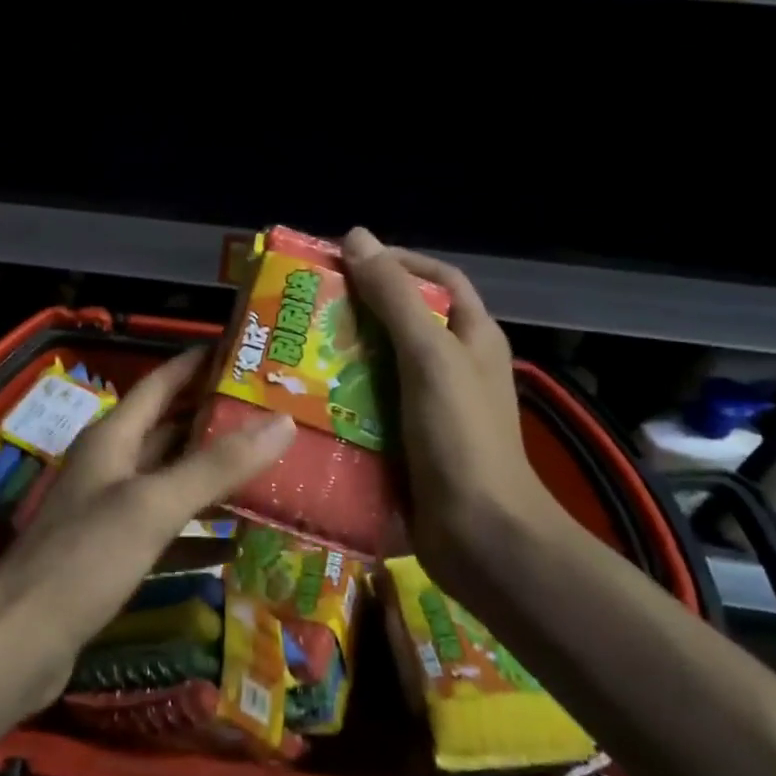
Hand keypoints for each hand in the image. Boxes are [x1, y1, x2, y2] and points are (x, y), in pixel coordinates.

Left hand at [0, 347, 296, 707]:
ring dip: (214, 477)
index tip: (244, 351)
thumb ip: (216, 465)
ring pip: (172, 482)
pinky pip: (168, 532)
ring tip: (271, 471)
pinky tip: (240, 543)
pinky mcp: (115, 555)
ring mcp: (111, 512)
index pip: (160, 383)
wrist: (20, 642)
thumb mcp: (153, 505)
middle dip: (217, 421)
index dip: (197, 364)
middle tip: (275, 415)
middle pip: (170, 431)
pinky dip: (201, 534)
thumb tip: (282, 423)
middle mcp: (111, 466)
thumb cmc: (85, 558)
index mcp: (113, 438)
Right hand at [340, 227, 561, 587]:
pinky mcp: (407, 441)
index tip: (347, 259)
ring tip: (294, 348)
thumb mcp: (430, 356)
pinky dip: (340, 397)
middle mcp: (452, 366)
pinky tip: (304, 397)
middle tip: (306, 305)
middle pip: (402, 320)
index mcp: (472, 337)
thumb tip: (357, 237)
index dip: (398, 261)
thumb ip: (394, 298)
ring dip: (342, 355)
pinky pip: (369, 406)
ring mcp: (430, 406)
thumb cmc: (462, 436)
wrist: (481, 537)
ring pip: (380, 364)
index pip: (438, 279)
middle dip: (357, 309)